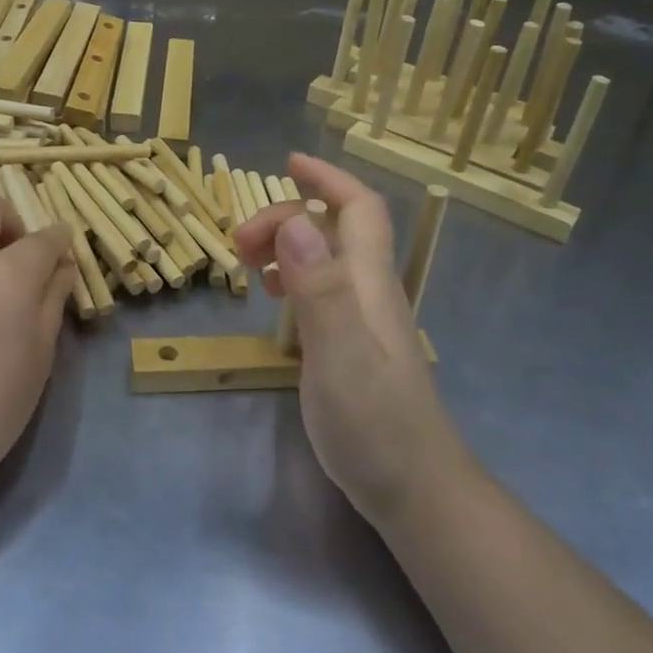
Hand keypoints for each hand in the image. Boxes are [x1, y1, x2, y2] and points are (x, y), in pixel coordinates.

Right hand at [234, 155, 468, 527]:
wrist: (413, 489)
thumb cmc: (375, 421)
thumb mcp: (340, 352)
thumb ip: (320, 287)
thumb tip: (296, 222)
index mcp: (369, 282)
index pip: (358, 208)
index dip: (328, 179)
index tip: (287, 163)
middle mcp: (368, 292)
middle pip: (335, 230)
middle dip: (287, 218)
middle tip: (239, 244)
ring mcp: (361, 321)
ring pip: (326, 258)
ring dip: (287, 246)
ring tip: (248, 266)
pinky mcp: (350, 347)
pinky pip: (319, 292)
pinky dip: (292, 280)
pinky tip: (273, 301)